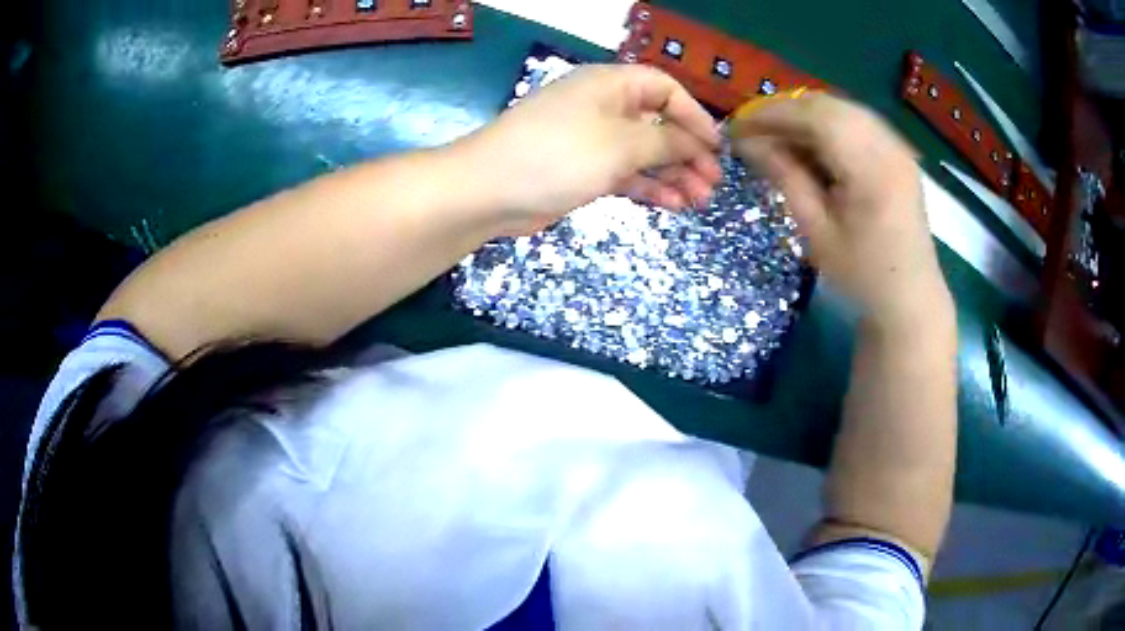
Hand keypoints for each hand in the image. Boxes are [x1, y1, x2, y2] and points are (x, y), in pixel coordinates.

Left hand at [462, 64, 721, 234]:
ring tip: (699, 200)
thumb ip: (665, 142)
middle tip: (712, 182)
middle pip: (657, 123)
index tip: (715, 147)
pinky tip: (672, 205)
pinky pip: (625, 174)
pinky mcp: (583, 170)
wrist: (489, 190)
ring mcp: (592, 140)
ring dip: (672, 174)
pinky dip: (648, 187)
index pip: (665, 90)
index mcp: (611, 85)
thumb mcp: (621, 144)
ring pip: (643, 153)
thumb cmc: (559, 154)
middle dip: (687, 152)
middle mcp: (603, 107)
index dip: (694, 116)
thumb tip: (696, 142)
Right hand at [731, 92, 951, 326]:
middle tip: (753, 132)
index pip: (813, 116)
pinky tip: (810, 146)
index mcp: (870, 167)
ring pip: (841, 110)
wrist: (910, 299)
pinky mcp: (898, 154)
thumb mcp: (817, 231)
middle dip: (786, 112)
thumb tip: (748, 143)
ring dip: (805, 117)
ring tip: (777, 139)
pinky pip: (856, 123)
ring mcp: (897, 147)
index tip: (736, 127)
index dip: (771, 114)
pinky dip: (828, 127)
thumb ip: (785, 177)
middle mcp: (888, 145)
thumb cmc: (862, 276)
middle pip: (828, 105)